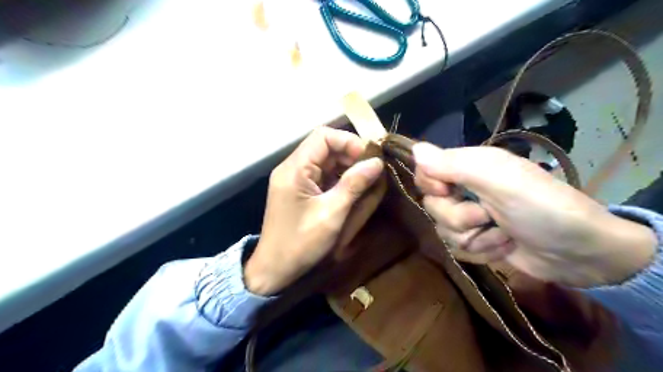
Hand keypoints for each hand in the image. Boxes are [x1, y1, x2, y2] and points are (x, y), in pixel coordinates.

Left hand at [245, 129, 384, 295]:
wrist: (274, 269)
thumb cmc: (301, 243)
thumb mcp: (332, 213)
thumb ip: (354, 184)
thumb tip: (377, 162)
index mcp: (295, 169)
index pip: (323, 136)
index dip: (348, 142)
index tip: (370, 158)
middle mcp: (292, 168)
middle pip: (325, 147)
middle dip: (351, 155)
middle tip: (373, 170)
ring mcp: (295, 179)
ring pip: (325, 161)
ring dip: (347, 167)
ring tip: (367, 180)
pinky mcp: (299, 190)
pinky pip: (322, 175)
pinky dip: (339, 179)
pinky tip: (353, 189)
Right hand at [412, 143, 654, 286]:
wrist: (580, 254)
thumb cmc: (542, 208)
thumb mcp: (499, 181)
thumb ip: (455, 165)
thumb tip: (415, 149)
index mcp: (469, 167)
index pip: (425, 171)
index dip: (431, 184)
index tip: (449, 191)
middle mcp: (465, 189)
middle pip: (432, 205)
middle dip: (459, 217)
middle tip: (488, 216)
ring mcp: (470, 217)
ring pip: (443, 230)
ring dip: (475, 237)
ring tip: (503, 234)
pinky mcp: (476, 240)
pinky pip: (457, 248)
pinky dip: (482, 251)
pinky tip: (504, 246)